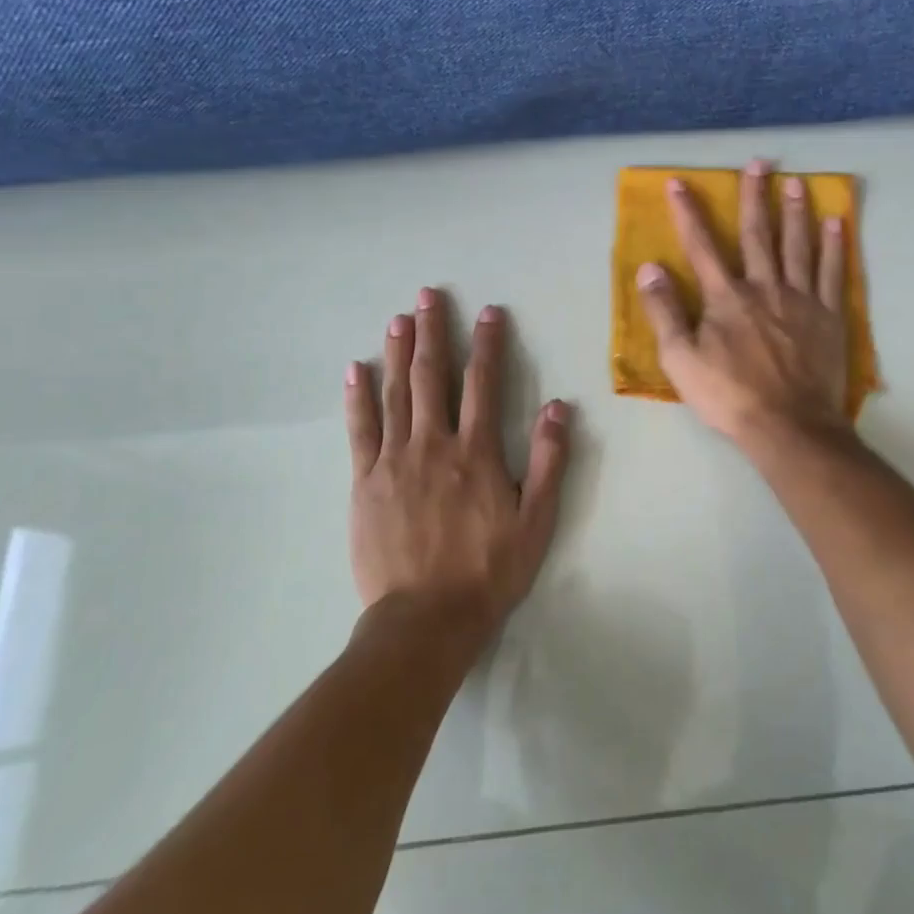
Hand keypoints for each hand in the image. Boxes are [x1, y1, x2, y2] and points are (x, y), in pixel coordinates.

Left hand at [346, 288, 570, 640]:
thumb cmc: (488, 570)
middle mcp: (433, 444)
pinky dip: (358, 397)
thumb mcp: (536, 520)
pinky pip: (360, 429)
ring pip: (395, 394)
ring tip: (399, 318)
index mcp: (476, 451)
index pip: (484, 383)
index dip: (488, 344)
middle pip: (432, 377)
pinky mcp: (365, 481)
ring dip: (398, 352)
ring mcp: (394, 460)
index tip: (489, 312)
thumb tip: (558, 406)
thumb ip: (548, 460)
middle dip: (433, 332)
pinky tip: (355, 370)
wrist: (426, 618)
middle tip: (428, 295)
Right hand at [634, 159, 850, 444]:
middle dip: (755, 196)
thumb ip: (664, 312)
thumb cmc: (729, 396)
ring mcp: (801, 299)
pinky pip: (834, 273)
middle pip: (758, 233)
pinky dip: (834, 246)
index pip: (702, 246)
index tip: (680, 183)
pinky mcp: (829, 316)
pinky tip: (836, 223)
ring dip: (795, 211)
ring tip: (796, 181)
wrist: (788, 425)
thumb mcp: (681, 360)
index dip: (689, 213)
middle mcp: (764, 287)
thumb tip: (650, 268)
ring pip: (798, 245)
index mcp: (726, 297)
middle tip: (759, 162)